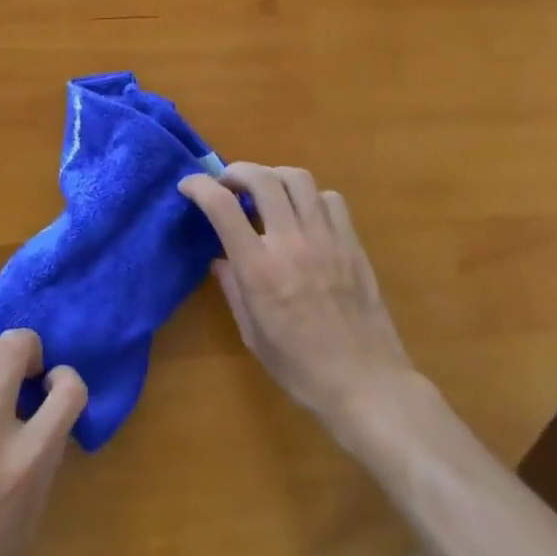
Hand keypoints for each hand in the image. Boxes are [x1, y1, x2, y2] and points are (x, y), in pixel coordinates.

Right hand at [180, 164, 419, 441]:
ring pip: (298, 179)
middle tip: (227, 183)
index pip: (222, 206)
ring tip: (265, 190)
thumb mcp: (252, 335)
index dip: (199, 186)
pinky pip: (330, 199)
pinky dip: (311, 196)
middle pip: (262, 178)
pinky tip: (304, 213)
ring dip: (273, 176)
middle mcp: (292, 243)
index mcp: (259, 269)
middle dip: (237, 171)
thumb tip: (220, 258)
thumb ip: (233, 288)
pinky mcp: (352, 243)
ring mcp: (327, 239)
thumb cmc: (302, 369)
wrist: (368, 384)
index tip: (188, 185)